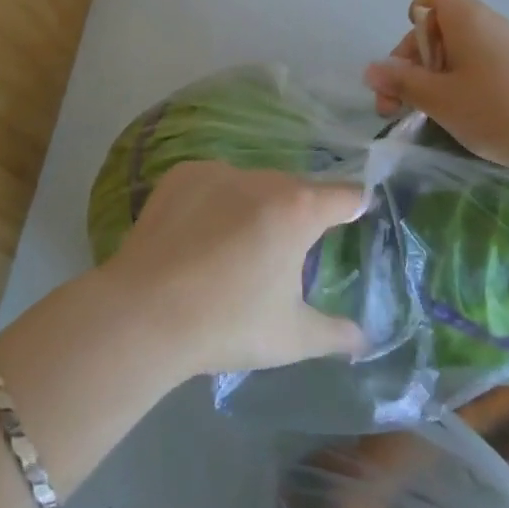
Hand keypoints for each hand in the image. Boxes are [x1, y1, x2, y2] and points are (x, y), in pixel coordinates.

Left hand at [97, 161, 368, 377]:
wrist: (144, 313)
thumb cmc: (227, 323)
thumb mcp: (292, 337)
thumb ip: (336, 333)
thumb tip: (364, 337)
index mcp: (298, 209)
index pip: (345, 195)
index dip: (355, 205)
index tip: (356, 215)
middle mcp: (263, 178)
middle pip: (296, 189)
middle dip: (299, 214)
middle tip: (286, 253)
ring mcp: (219, 170)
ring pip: (253, 184)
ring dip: (256, 207)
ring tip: (237, 249)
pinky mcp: (182, 174)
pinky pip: (214, 183)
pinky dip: (216, 202)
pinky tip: (200, 236)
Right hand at [362, 0, 508, 171]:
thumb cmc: (495, 108)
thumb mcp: (438, 98)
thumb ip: (401, 82)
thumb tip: (370, 70)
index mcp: (465, 18)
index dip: (415, 16)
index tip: (413, 56)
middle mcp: (485, 23)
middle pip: (437, 26)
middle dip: (411, 62)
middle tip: (396, 104)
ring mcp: (504, 46)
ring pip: (455, 49)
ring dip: (431, 77)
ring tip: (422, 114)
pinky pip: (475, 63)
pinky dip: (457, 82)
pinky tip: (456, 115)